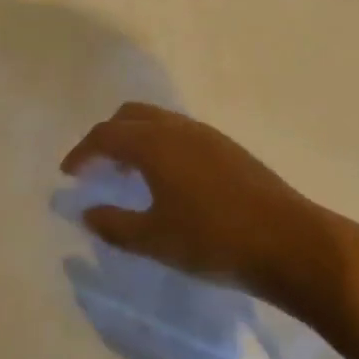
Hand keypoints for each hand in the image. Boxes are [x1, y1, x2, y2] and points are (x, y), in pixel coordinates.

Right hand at [60, 103, 315, 296]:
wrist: (290, 243)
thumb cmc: (213, 241)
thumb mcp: (155, 239)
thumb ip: (115, 225)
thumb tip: (87, 212)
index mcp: (153, 142)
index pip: (105, 135)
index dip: (82, 152)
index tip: (69, 173)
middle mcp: (177, 127)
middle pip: (130, 115)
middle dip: (108, 136)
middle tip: (98, 167)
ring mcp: (206, 135)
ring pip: (158, 121)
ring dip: (137, 139)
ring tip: (130, 174)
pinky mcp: (228, 148)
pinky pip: (180, 133)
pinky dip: (160, 145)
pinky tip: (168, 180)